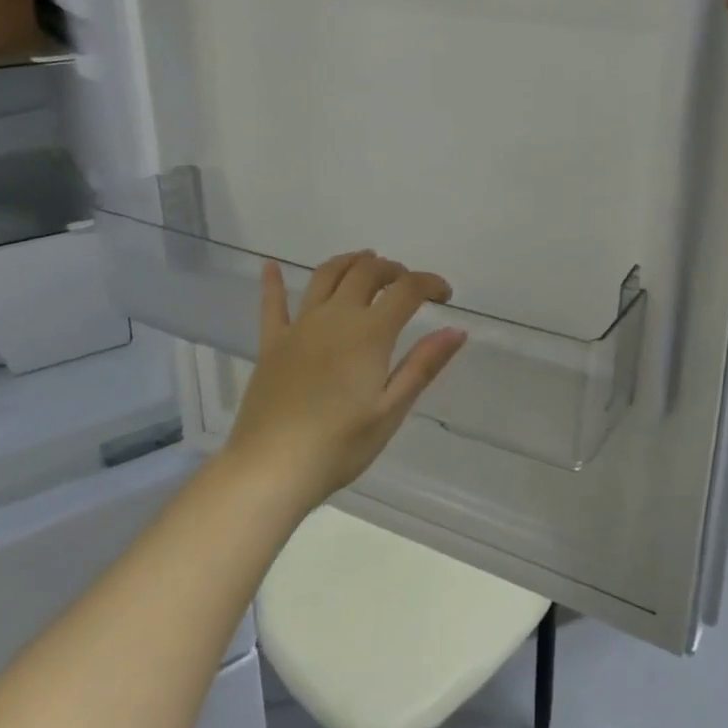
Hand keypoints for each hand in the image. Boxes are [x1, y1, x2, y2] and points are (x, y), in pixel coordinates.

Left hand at [222, 252, 467, 506]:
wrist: (271, 467)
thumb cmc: (339, 445)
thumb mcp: (391, 410)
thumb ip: (423, 365)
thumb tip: (457, 330)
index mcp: (369, 333)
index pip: (406, 290)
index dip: (429, 283)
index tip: (444, 295)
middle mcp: (335, 317)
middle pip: (365, 273)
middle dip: (391, 269)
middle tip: (406, 282)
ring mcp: (299, 326)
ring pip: (325, 276)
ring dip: (348, 262)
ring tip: (363, 260)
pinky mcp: (272, 343)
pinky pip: (272, 304)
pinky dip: (273, 282)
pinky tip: (270, 265)